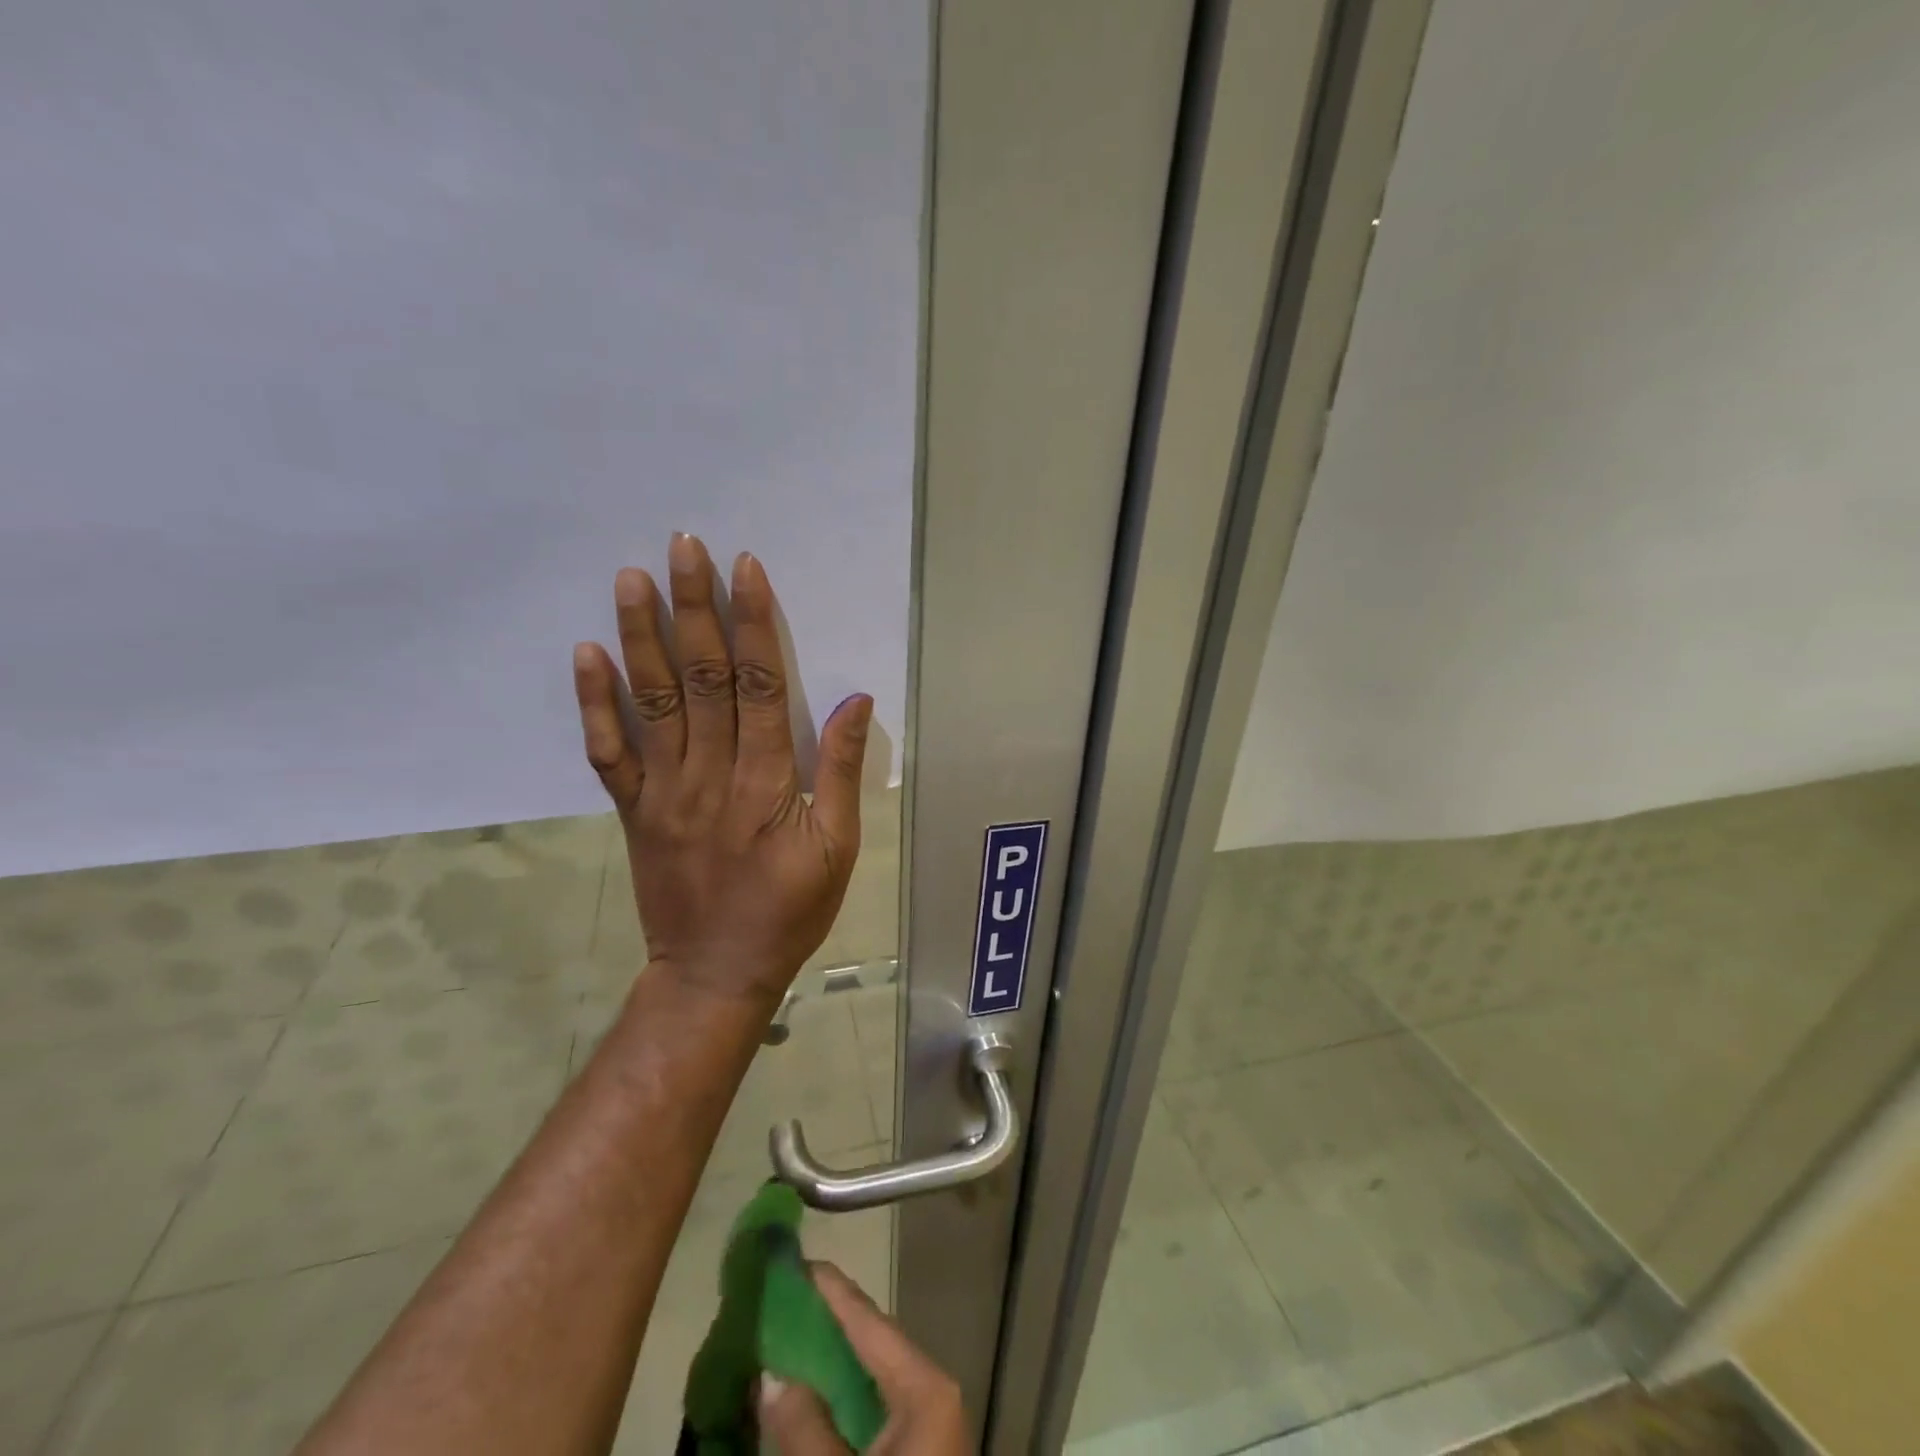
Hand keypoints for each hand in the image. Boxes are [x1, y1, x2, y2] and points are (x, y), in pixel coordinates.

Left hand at [571, 533, 872, 1006]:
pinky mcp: (633, 810)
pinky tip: (587, 654)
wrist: (715, 972)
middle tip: (682, 547)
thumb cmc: (789, 910)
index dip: (752, 622)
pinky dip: (594, 703)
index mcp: (766, 781)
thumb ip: (843, 772)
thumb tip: (856, 700)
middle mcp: (710, 773)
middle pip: (701, 677)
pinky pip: (608, 752)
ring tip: (630, 578)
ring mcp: (664, 790)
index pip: (758, 684)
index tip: (745, 568)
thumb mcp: (839, 849)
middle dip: (694, 607)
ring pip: (652, 701)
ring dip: (641, 636)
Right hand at [758, 1264, 969, 1454]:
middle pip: (868, 1345)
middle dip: (822, 1327)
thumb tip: (771, 1376)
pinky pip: (870, 1416)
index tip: (794, 1261)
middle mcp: (929, 1393)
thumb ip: (806, 1431)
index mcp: (924, 1386)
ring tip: (780, 1344)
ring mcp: (925, 1428)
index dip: (829, 1290)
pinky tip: (803, 1405)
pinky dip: (836, 1407)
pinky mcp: (912, 1455)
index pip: (868, 1320)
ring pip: (867, 1381)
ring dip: (825, 1368)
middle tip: (776, 1304)